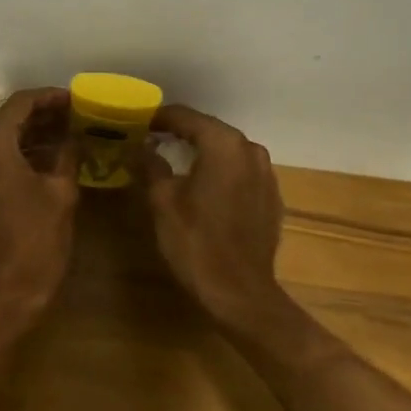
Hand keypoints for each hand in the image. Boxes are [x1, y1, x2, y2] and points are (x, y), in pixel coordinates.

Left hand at [0, 88, 80, 309]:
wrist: (3, 295)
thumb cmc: (36, 242)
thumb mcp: (61, 193)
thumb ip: (67, 155)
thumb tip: (75, 137)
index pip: (20, 105)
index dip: (50, 98)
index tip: (75, 99)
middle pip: (7, 121)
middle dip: (42, 117)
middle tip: (75, 116)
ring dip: (30, 137)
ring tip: (67, 135)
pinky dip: (17, 156)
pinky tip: (46, 160)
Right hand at [134, 106, 287, 328]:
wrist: (240, 293)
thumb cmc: (196, 243)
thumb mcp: (163, 202)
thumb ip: (151, 166)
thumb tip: (141, 148)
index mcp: (224, 145)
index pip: (187, 117)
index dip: (160, 118)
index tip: (138, 122)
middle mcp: (251, 151)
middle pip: (210, 131)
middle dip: (181, 133)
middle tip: (152, 139)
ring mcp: (266, 174)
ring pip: (228, 152)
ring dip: (203, 152)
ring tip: (175, 161)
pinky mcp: (272, 197)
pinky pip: (241, 173)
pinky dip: (221, 172)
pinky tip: (204, 187)